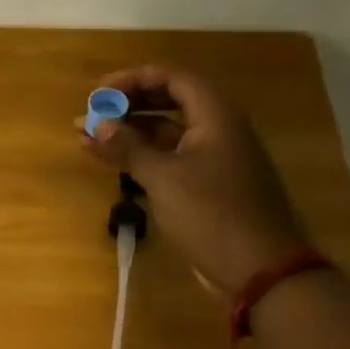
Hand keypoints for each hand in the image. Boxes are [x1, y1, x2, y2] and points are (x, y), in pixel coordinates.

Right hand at [80, 65, 308, 293]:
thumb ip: (127, 146)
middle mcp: (218, 129)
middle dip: (127, 105)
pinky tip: (113, 162)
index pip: (172, 78)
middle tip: (92, 113)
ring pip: (167, 132)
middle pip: (169, 101)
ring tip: (88, 138)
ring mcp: (215, 159)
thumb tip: (95, 123)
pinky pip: (171, 157)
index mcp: (216, 116)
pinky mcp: (210, 185)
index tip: (99, 92)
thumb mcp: (163, 178)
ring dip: (129, 132)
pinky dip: (142, 156)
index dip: (133, 79)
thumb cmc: (212, 214)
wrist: (261, 271)